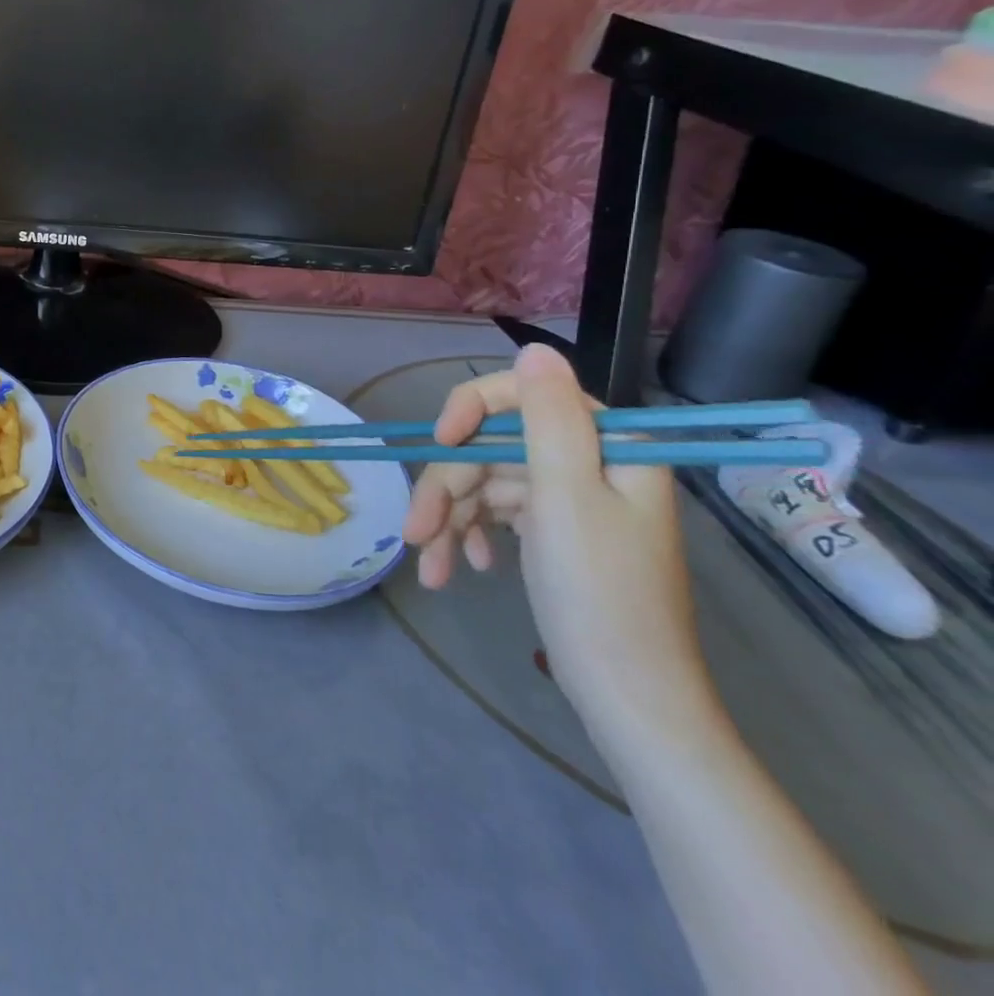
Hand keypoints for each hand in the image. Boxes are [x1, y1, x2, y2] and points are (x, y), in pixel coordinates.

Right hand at [402, 345, 706, 726]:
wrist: (630, 697)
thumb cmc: (599, 594)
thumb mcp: (566, 497)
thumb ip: (548, 418)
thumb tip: (534, 348)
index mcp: (608, 445)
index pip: (523, 396)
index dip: (470, 411)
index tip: (437, 443)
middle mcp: (590, 463)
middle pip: (493, 448)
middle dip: (448, 489)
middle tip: (415, 532)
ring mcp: (571, 499)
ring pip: (486, 483)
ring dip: (450, 520)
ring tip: (430, 567)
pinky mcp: (554, 531)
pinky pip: (497, 514)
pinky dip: (471, 536)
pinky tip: (462, 567)